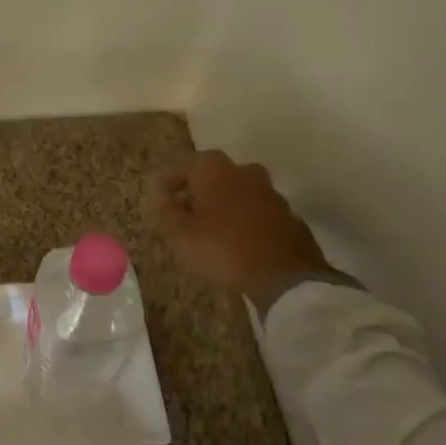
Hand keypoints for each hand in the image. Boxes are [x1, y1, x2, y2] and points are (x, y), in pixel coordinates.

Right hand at [146, 151, 336, 303]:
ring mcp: (270, 193)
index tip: (157, 199)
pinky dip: (243, 220)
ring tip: (207, 230)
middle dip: (196, 192)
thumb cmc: (224, 249)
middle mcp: (244, 172)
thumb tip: (160, 195)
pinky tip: (235, 241)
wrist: (286, 278)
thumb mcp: (181, 235)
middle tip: (182, 213)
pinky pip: (256, 212)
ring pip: (237, 192)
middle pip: (212, 176)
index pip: (182, 166)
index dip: (167, 182)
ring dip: (221, 205)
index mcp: (214, 169)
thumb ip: (166, 211)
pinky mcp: (288, 216)